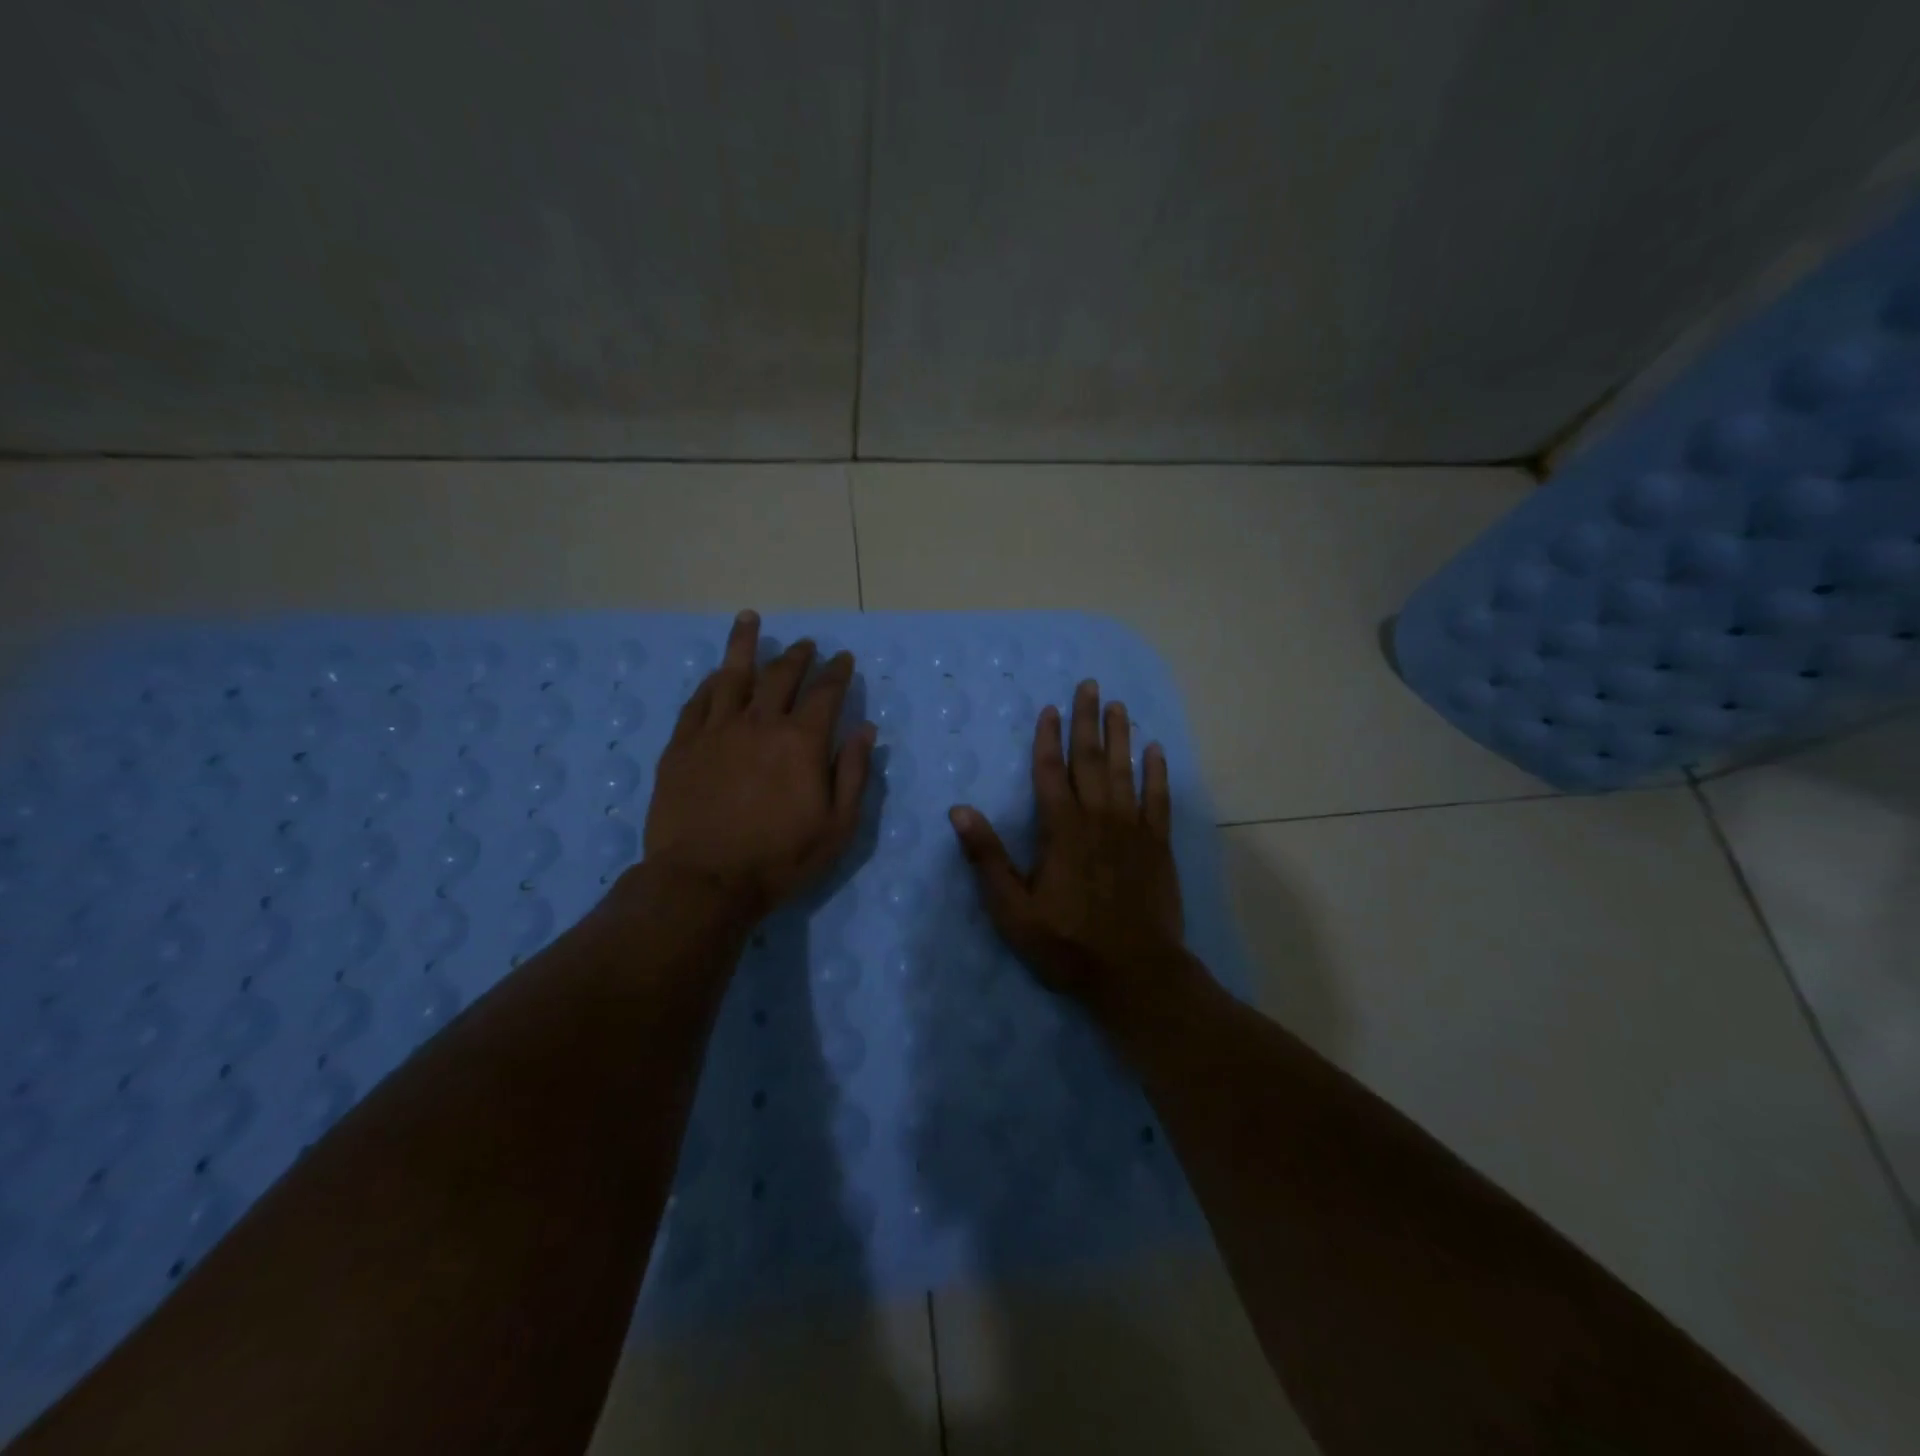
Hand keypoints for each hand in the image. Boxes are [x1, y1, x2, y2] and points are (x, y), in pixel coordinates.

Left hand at [643, 610, 875, 924]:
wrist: (704, 881)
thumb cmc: (780, 859)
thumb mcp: (838, 826)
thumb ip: (854, 773)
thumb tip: (866, 729)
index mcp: (802, 741)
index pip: (826, 693)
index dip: (838, 672)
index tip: (844, 659)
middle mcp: (759, 723)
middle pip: (780, 675)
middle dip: (798, 655)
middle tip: (807, 644)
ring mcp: (716, 730)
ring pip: (732, 674)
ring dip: (745, 644)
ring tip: (750, 619)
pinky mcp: (682, 745)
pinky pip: (698, 701)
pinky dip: (712, 682)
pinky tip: (717, 673)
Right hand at [949, 681, 1185, 1009]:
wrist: (1135, 974)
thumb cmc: (1067, 944)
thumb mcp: (1012, 910)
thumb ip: (987, 858)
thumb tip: (960, 810)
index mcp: (1061, 829)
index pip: (1051, 771)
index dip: (1049, 738)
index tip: (1051, 708)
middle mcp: (1098, 818)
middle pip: (1091, 759)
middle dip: (1088, 720)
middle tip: (1091, 686)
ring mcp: (1132, 829)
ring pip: (1125, 770)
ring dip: (1121, 735)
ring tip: (1119, 705)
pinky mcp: (1158, 845)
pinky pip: (1159, 799)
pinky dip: (1157, 772)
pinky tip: (1155, 750)